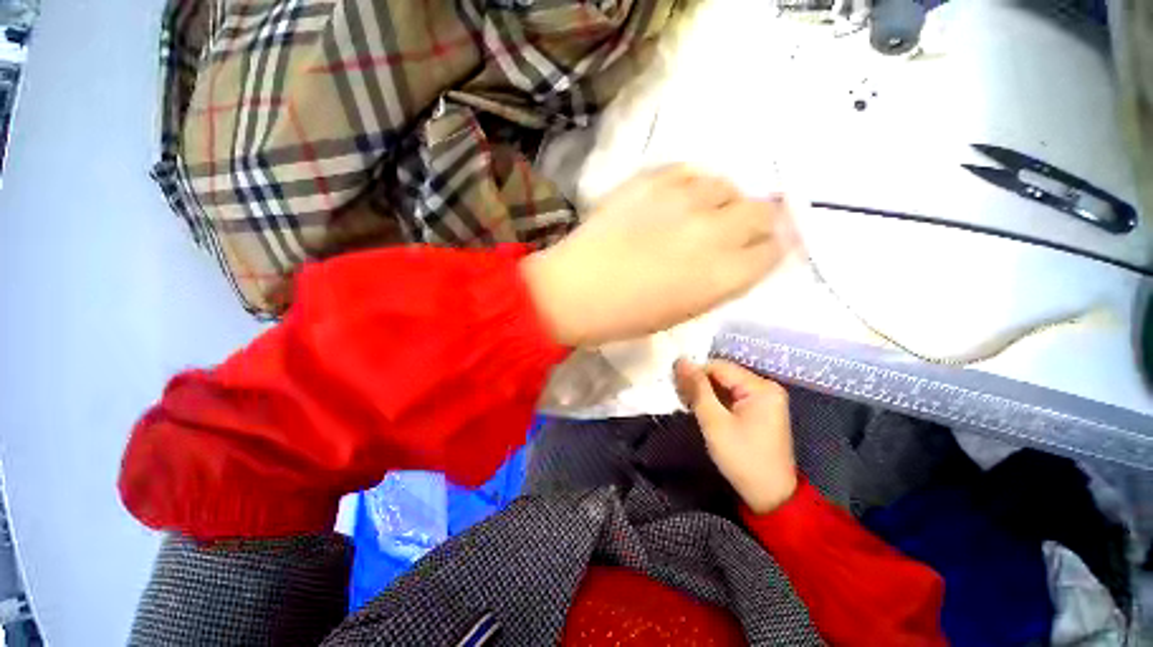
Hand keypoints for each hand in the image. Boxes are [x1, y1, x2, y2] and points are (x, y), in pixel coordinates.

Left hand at [521, 166, 795, 345]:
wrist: (573, 291)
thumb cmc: (626, 316)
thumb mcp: (684, 311)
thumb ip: (720, 281)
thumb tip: (740, 258)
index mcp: (723, 275)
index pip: (774, 250)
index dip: (768, 250)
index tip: (756, 251)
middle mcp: (713, 231)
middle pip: (762, 211)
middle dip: (754, 223)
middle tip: (731, 232)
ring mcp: (682, 199)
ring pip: (727, 185)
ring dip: (720, 202)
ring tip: (696, 215)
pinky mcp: (652, 180)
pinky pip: (690, 171)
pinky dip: (690, 186)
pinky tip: (674, 201)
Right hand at [674, 358, 797, 513]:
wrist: (770, 497)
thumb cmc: (742, 458)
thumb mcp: (714, 422)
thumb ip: (697, 389)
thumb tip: (681, 361)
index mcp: (761, 387)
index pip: (719, 366)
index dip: (694, 372)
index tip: (674, 384)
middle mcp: (766, 387)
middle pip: (723, 375)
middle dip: (699, 384)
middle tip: (679, 397)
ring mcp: (765, 399)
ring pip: (726, 385)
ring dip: (705, 393)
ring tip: (686, 404)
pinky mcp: (760, 411)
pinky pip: (732, 396)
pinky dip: (715, 401)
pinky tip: (701, 409)